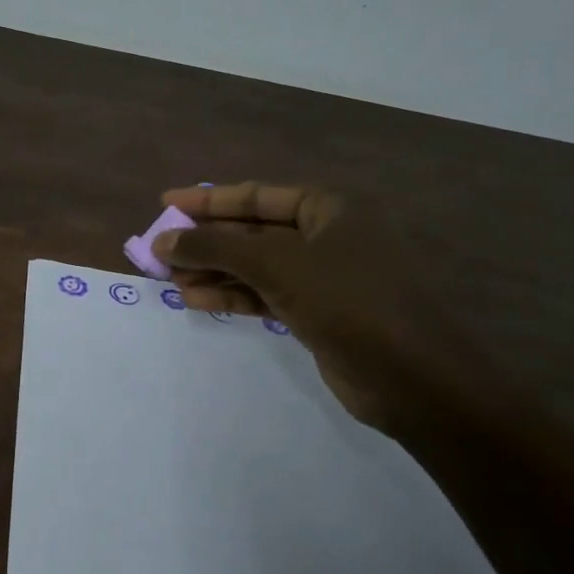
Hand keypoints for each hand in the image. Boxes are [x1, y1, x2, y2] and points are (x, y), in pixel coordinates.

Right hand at [153, 182, 486, 433]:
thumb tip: (162, 240)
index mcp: (330, 208)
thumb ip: (216, 247)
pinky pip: (265, 295)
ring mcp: (324, 277)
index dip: (208, 200)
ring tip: (170, 280)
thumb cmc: (349, 302)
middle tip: (160, 252)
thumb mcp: (277, 265)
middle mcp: (327, 236)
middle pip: (253, 232)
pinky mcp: (318, 313)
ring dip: (214, 272)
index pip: (256, 196)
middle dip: (207, 242)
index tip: (165, 204)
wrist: (413, 378)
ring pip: (256, 267)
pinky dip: (233, 296)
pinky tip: (196, 301)